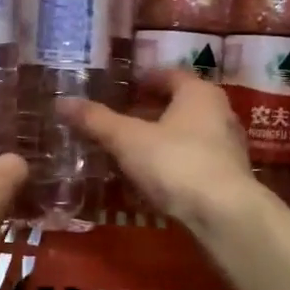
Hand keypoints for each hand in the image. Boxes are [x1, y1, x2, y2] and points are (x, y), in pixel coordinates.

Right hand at [57, 71, 256, 227]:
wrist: (224, 214)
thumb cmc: (176, 162)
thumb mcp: (128, 140)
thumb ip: (97, 121)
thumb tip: (61, 102)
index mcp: (199, 93)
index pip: (170, 75)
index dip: (145, 79)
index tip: (123, 88)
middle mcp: (220, 113)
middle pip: (180, 105)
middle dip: (151, 111)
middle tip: (121, 119)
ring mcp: (228, 147)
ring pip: (188, 135)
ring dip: (162, 140)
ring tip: (131, 151)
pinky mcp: (228, 178)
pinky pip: (194, 162)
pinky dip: (173, 164)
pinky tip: (152, 180)